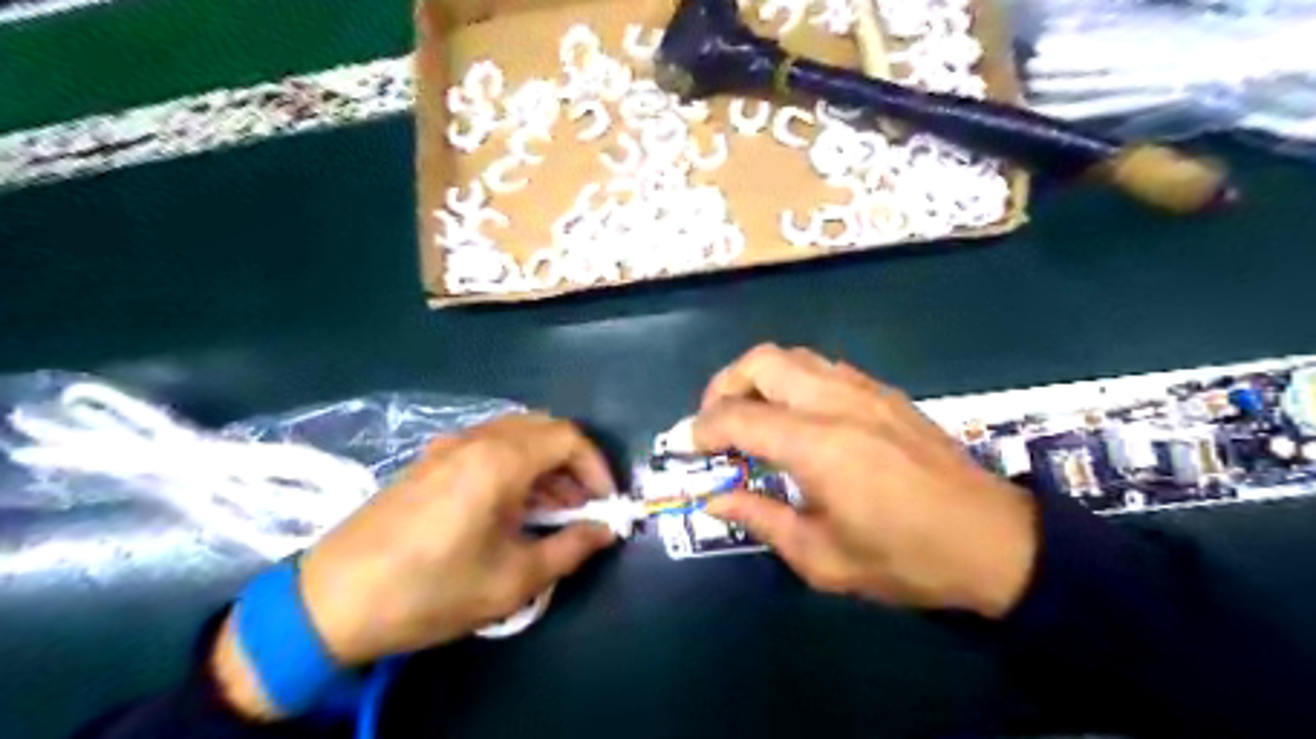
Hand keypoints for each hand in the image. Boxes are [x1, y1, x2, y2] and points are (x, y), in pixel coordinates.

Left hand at [213, 412, 619, 717]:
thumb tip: (605, 531)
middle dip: (573, 463)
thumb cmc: (430, 589)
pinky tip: (511, 506)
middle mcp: (477, 439)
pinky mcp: (430, 460)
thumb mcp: (512, 579)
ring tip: (553, 509)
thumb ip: (570, 549)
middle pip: (545, 429)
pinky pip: (489, 447)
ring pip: (516, 435)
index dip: (598, 467)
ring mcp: (449, 446)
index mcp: (500, 459)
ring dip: (545, 464)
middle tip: (582, 505)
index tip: (605, 503)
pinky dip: (515, 466)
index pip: (570, 438)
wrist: (330, 601)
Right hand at [694, 343, 1043, 617]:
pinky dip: (791, 381)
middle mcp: (836, 402)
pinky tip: (795, 417)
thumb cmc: (906, 559)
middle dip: (722, 386)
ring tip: (749, 417)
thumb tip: (714, 499)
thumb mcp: (823, 558)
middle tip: (713, 425)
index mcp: (818, 445)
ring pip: (791, 356)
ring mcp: (864, 390)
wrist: (995, 542)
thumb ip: (761, 519)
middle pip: (760, 362)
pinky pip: (821, 367)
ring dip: (757, 379)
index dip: (699, 430)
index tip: (681, 447)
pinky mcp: (883, 392)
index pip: (737, 417)